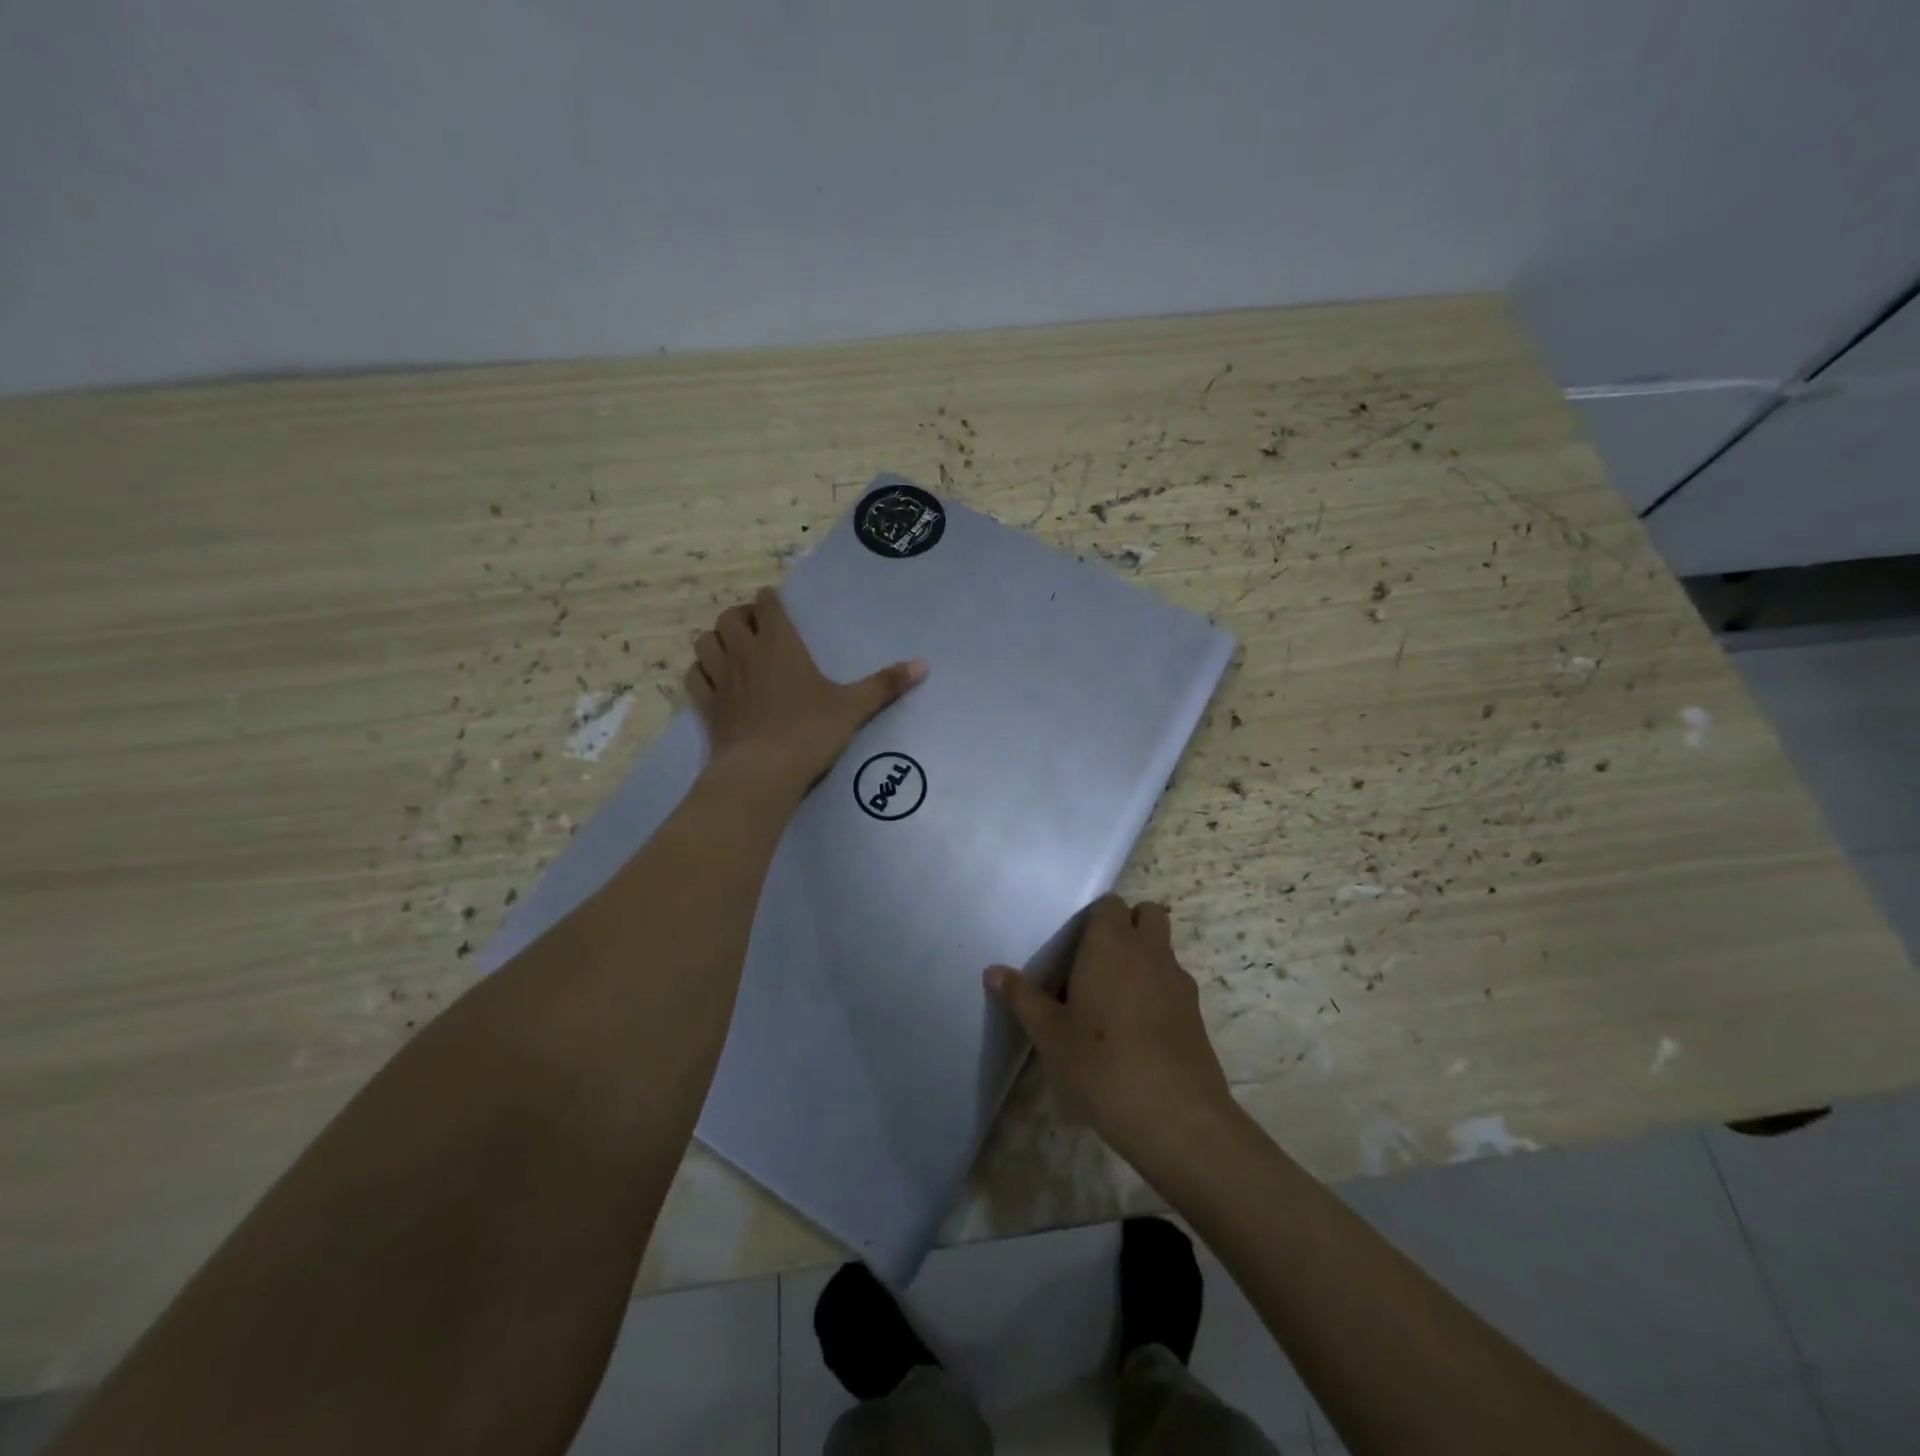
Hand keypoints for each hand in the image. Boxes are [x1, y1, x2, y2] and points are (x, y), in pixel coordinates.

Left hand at [686, 586, 925, 789]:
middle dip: (740, 617)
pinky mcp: (706, 706)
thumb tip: (923, 665)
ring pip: (706, 642)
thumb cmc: (810, 732)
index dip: (769, 601)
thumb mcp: (853, 707)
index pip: (766, 604)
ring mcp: (721, 679)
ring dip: (717, 640)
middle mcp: (745, 652)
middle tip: (756, 629)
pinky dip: (702, 672)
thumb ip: (885, 684)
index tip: (776, 605)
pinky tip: (714, 681)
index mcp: (779, 643)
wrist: (763, 772)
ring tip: (733, 651)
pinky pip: (695, 677)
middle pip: (729, 617)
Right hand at [985, 895, 1235, 1165]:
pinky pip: (1173, 984)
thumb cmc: (1102, 1064)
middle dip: (1126, 927)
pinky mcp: (1196, 1014)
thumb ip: (1021, 997)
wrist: (1176, 1117)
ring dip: (1142, 959)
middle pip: (1147, 914)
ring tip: (1111, 1001)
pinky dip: (1157, 992)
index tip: (1071, 948)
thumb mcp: (1049, 1034)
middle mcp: (1150, 951)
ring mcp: (1178, 982)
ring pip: (1162, 949)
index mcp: (1112, 943)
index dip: (1092, 919)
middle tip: (1094, 963)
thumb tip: (993, 971)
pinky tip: (1135, 1031)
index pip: (1109, 903)